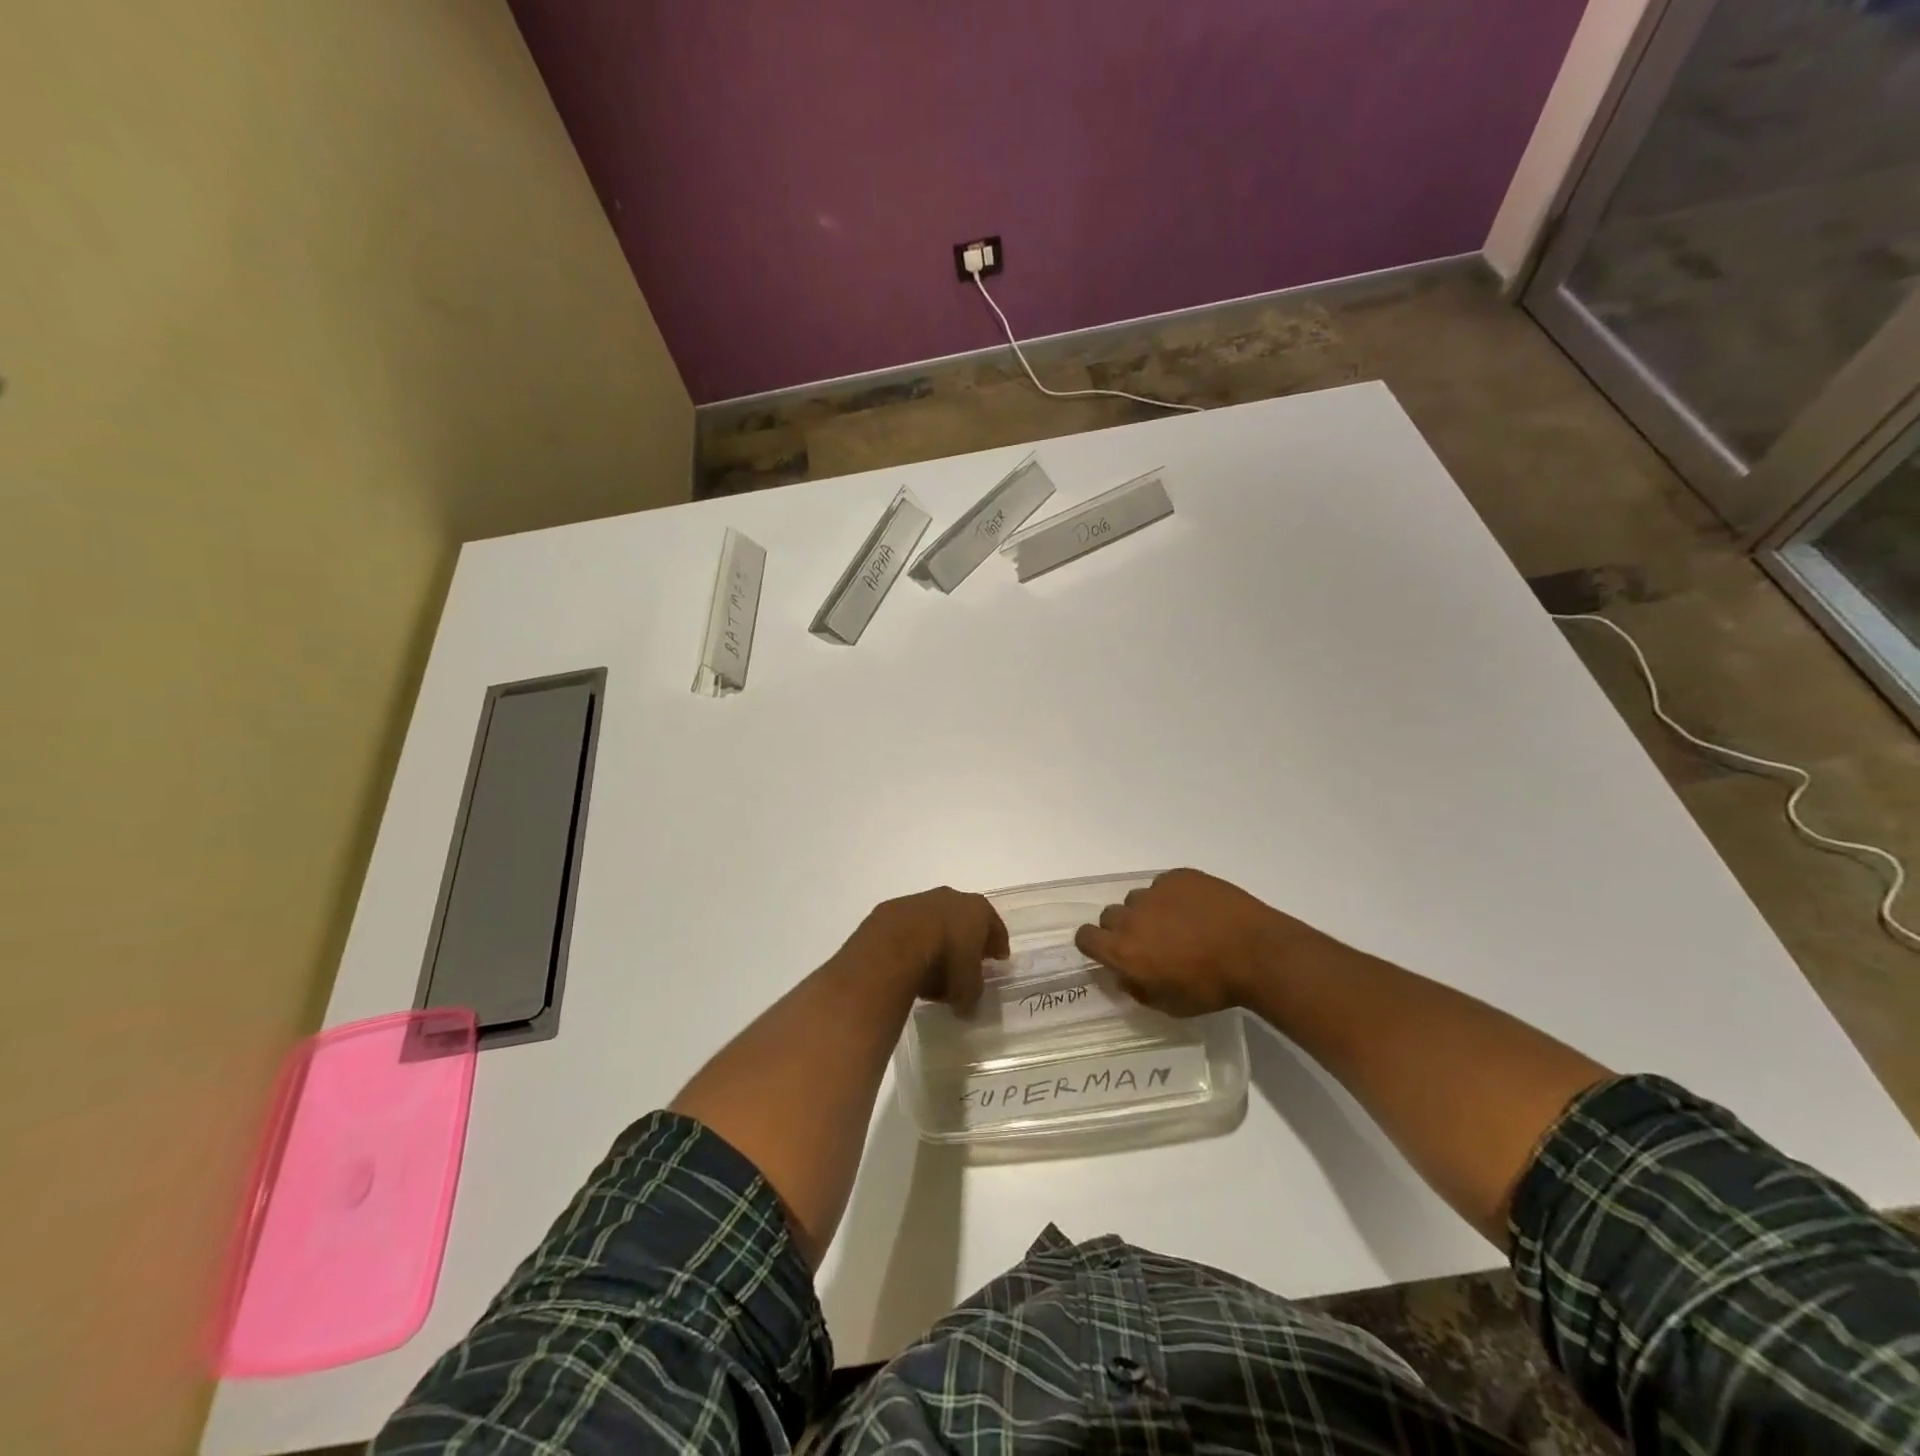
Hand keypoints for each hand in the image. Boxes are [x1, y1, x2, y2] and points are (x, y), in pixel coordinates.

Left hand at [852, 887, 1008, 1012]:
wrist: (896, 943)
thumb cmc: (945, 961)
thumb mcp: (967, 988)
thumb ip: (971, 994)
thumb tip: (966, 1006)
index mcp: (979, 910)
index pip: (995, 928)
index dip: (998, 945)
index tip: (998, 958)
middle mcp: (953, 898)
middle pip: (966, 919)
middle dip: (968, 938)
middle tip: (967, 959)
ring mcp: (921, 899)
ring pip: (936, 920)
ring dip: (938, 937)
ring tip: (934, 964)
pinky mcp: (895, 907)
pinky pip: (911, 926)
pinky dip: (913, 939)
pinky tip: (909, 959)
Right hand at [1074, 868, 1331, 1015]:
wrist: (1256, 953)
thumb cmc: (1211, 988)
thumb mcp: (1170, 1005)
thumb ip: (1139, 990)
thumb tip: (1126, 977)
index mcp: (1123, 950)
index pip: (1085, 937)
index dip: (1095, 944)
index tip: (1111, 951)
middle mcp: (1131, 916)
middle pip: (1110, 916)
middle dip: (1124, 928)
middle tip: (1151, 941)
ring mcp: (1155, 891)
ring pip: (1138, 899)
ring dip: (1149, 911)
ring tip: (1179, 924)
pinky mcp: (1179, 876)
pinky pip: (1165, 884)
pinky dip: (1175, 896)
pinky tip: (1198, 909)